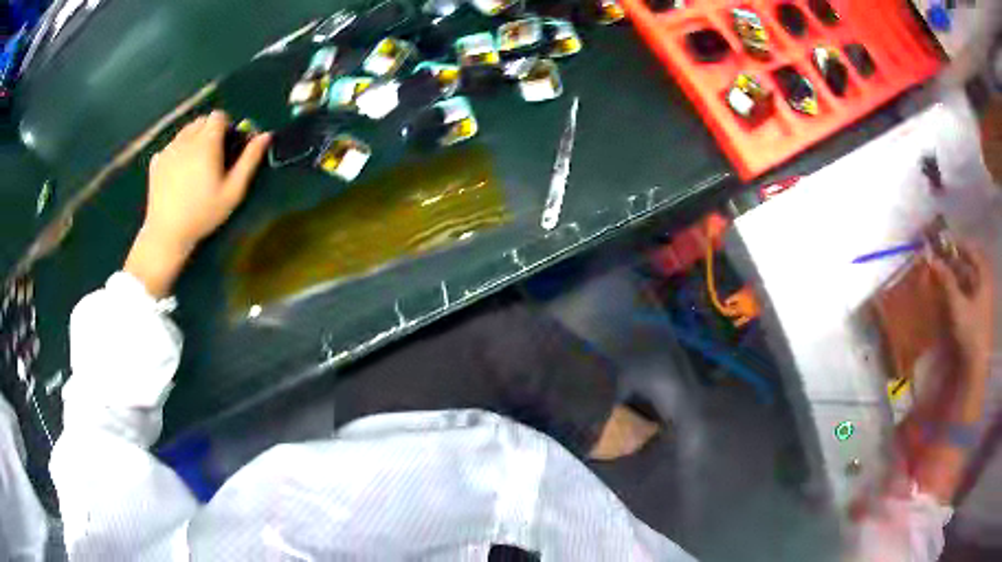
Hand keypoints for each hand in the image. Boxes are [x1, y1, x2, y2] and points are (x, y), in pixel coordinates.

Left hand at [125, 111, 270, 296]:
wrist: (167, 234)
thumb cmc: (203, 214)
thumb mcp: (233, 191)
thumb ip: (250, 160)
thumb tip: (266, 135)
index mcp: (206, 142)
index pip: (219, 116)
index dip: (226, 126)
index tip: (227, 145)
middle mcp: (186, 139)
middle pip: (201, 121)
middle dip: (209, 132)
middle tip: (212, 157)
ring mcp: (168, 149)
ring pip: (185, 131)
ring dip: (193, 140)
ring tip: (194, 166)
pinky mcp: (156, 161)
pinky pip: (171, 146)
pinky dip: (177, 153)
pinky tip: (178, 175)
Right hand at [931, 242, 994, 380]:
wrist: (976, 367)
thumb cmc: (970, 331)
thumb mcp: (957, 304)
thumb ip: (946, 281)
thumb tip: (932, 260)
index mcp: (984, 277)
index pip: (973, 252)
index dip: (960, 246)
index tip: (946, 244)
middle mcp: (985, 286)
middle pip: (971, 267)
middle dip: (957, 263)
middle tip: (942, 261)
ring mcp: (983, 303)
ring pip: (970, 283)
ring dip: (957, 278)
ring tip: (943, 279)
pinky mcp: (978, 318)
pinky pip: (969, 297)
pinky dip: (960, 293)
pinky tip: (951, 297)